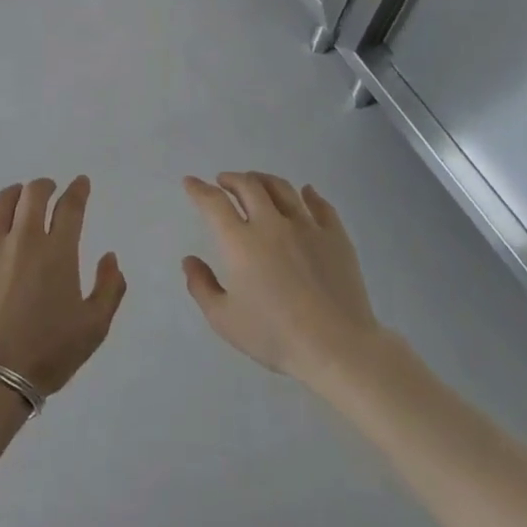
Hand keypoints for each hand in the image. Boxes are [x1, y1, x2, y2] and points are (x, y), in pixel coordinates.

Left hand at [0, 177, 125, 394]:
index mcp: (58, 251)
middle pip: (33, 194)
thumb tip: (110, 257)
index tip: (81, 183)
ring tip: (18, 198)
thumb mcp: (94, 327)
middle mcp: (23, 238)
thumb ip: (109, 287)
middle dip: (44, 186)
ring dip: (14, 194)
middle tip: (49, 189)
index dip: (78, 190)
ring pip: (0, 203)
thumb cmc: (48, 353)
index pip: (70, 206)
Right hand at [182, 172, 381, 381]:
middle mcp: (272, 224)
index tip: (191, 182)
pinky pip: (321, 205)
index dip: (199, 189)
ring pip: (282, 189)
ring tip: (256, 182)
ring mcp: (307, 227)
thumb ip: (201, 286)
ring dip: (264, 180)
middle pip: (249, 186)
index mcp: (240, 242)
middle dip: (231, 179)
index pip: (214, 203)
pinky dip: (309, 194)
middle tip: (223, 181)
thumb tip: (189, 260)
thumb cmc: (274, 335)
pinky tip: (306, 192)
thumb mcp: (223, 319)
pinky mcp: (336, 236)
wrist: (336, 346)